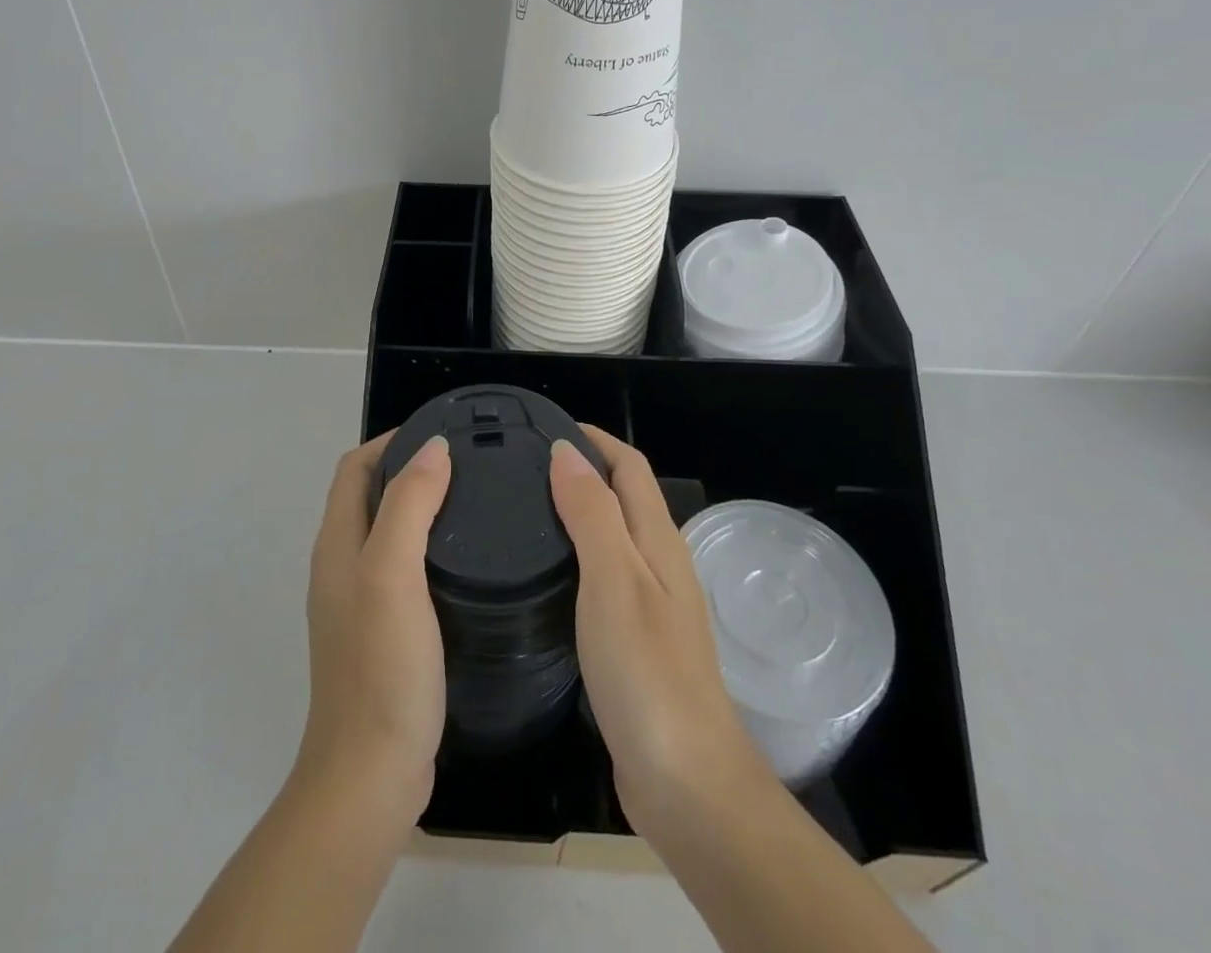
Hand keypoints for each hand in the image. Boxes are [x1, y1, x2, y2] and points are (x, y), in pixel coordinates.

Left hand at [296, 430, 451, 827]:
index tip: (442, 432)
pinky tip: (465, 561)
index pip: (355, 468)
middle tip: (467, 463)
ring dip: (420, 506)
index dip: (391, 440)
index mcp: (337, 545)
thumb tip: (432, 448)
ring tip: (473, 501)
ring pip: (387, 532)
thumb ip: (409, 505)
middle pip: (369, 495)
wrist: (371, 774)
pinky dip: (428, 546)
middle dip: (409, 468)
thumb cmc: (382, 667)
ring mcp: (359, 603)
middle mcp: (341, 566)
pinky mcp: (382, 633)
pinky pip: (402, 568)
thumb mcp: (392, 573)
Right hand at [550, 426, 770, 841]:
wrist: (687, 783)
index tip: (548, 427)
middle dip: (584, 470)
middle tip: (524, 467)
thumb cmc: (647, 672)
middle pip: (624, 498)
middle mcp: (660, 566)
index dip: (596, 440)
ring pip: (614, 538)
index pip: (630, 467)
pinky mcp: (637, 643)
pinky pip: (605, 578)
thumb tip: (568, 452)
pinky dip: (577, 557)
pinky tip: (547, 576)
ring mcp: (651, 607)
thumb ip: (593, 513)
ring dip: (579, 513)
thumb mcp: (613, 580)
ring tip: (526, 511)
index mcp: (659, 543)